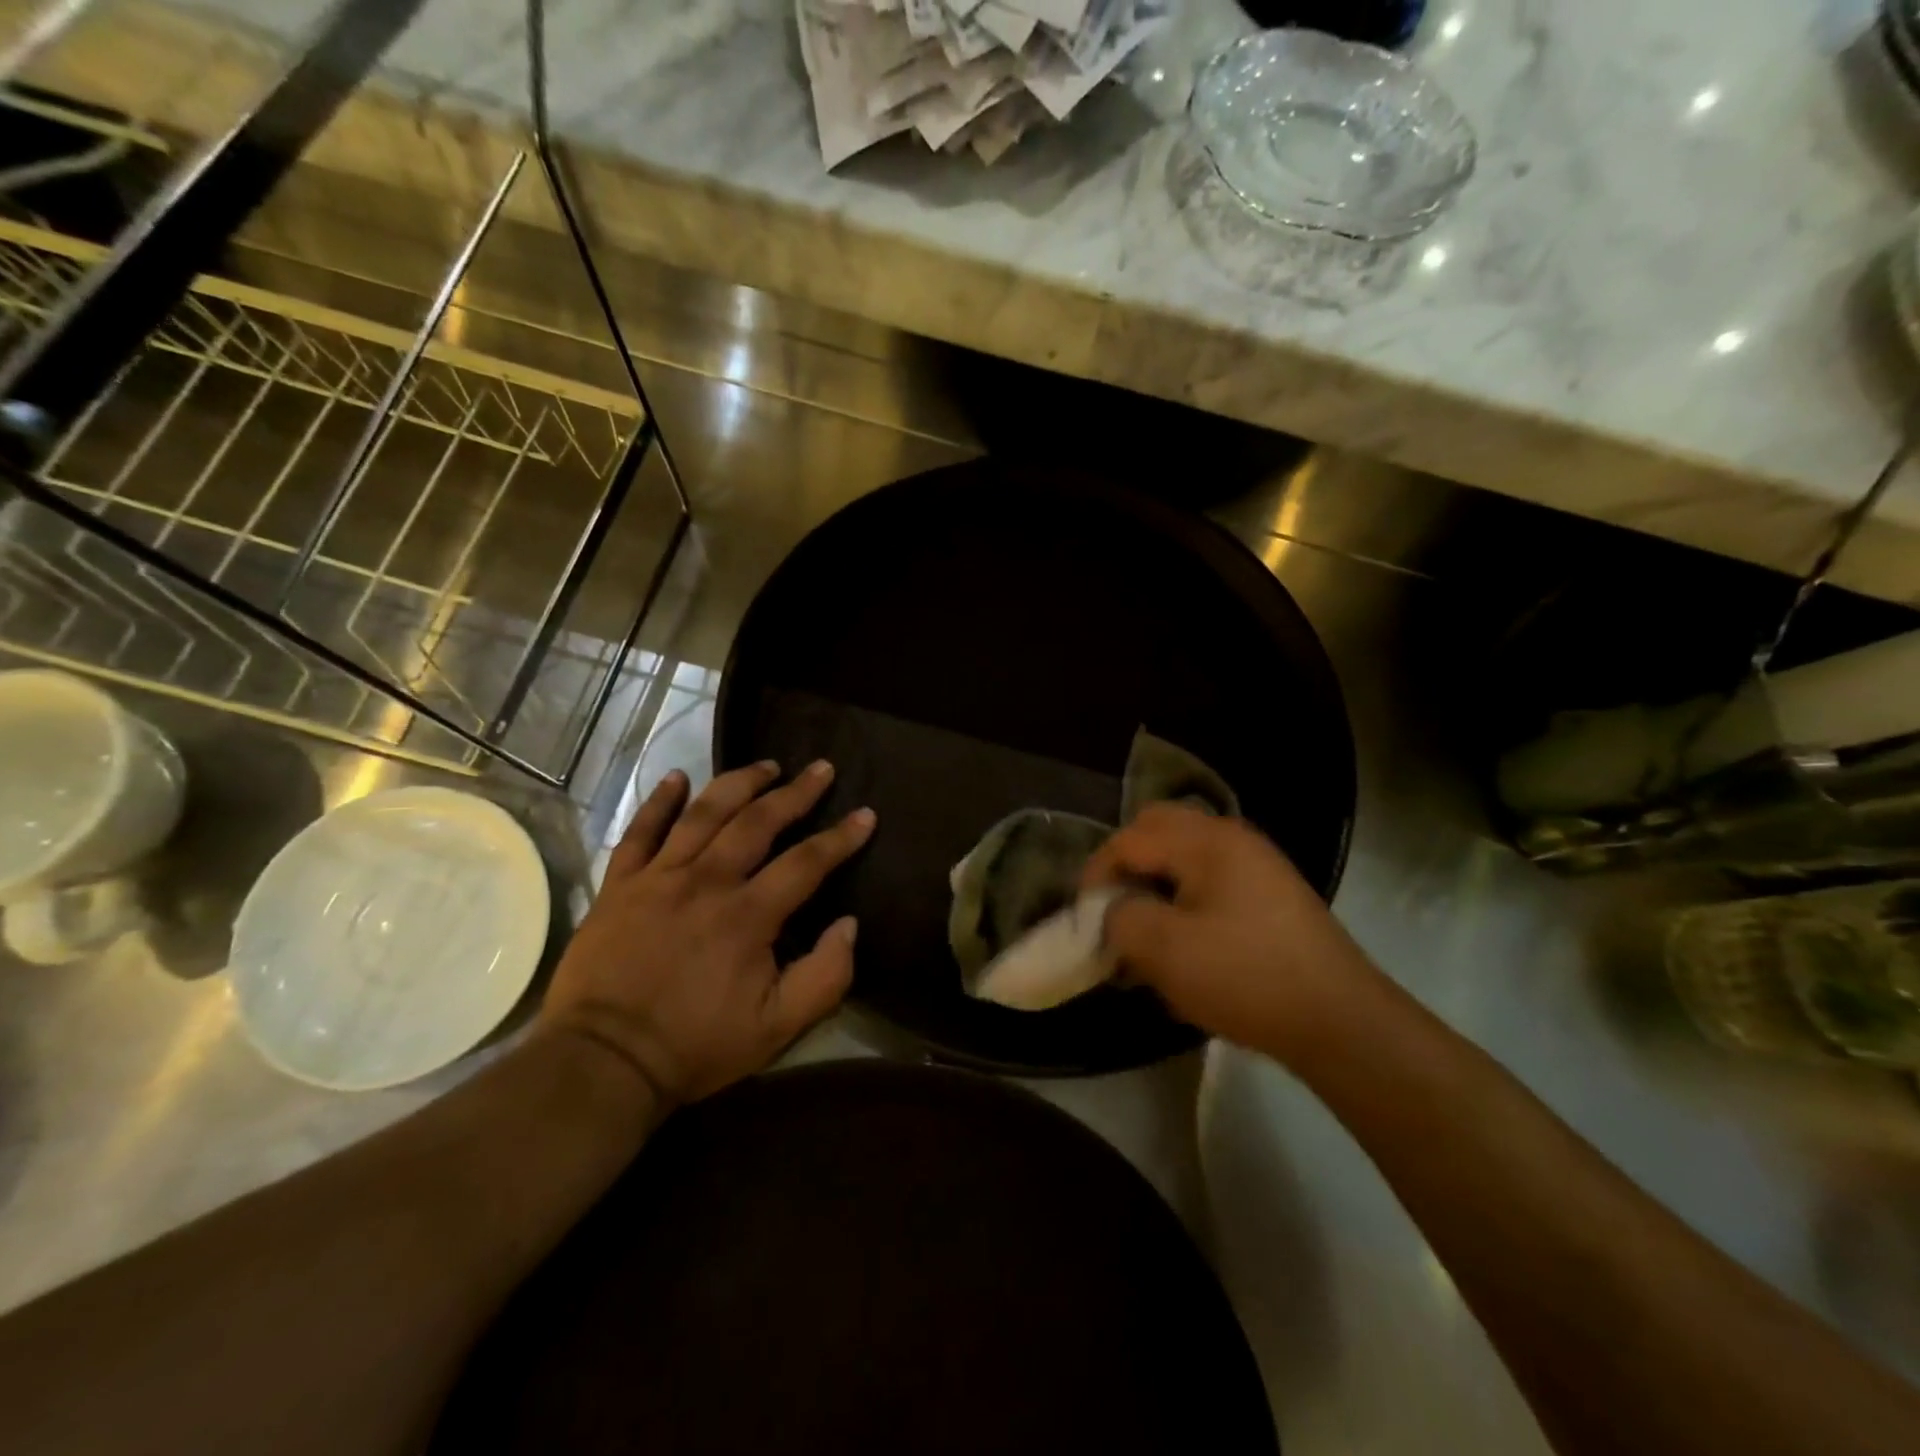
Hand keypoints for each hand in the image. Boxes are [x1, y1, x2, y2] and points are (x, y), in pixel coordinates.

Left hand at [537, 760, 874, 1107]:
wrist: (602, 1062)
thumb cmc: (694, 1046)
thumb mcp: (776, 1028)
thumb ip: (825, 977)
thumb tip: (849, 925)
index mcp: (748, 915)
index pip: (807, 862)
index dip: (841, 837)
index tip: (866, 814)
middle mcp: (707, 881)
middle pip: (758, 821)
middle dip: (796, 792)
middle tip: (821, 768)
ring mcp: (659, 877)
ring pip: (704, 813)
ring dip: (739, 783)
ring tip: (766, 765)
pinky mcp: (620, 885)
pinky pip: (640, 830)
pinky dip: (660, 801)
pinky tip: (678, 777)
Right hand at [1081, 804, 1374, 1059]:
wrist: (1340, 1022)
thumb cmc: (1245, 976)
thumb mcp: (1165, 950)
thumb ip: (1120, 918)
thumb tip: (1112, 911)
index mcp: (1206, 841)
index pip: (1130, 839)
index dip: (1097, 874)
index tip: (1084, 918)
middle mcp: (1232, 838)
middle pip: (1158, 831)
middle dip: (1126, 867)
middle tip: (1113, 910)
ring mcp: (1257, 865)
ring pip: (1184, 857)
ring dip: (1155, 885)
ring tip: (1145, 934)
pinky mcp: (1271, 896)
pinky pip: (1211, 881)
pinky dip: (1184, 901)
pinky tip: (1184, 946)